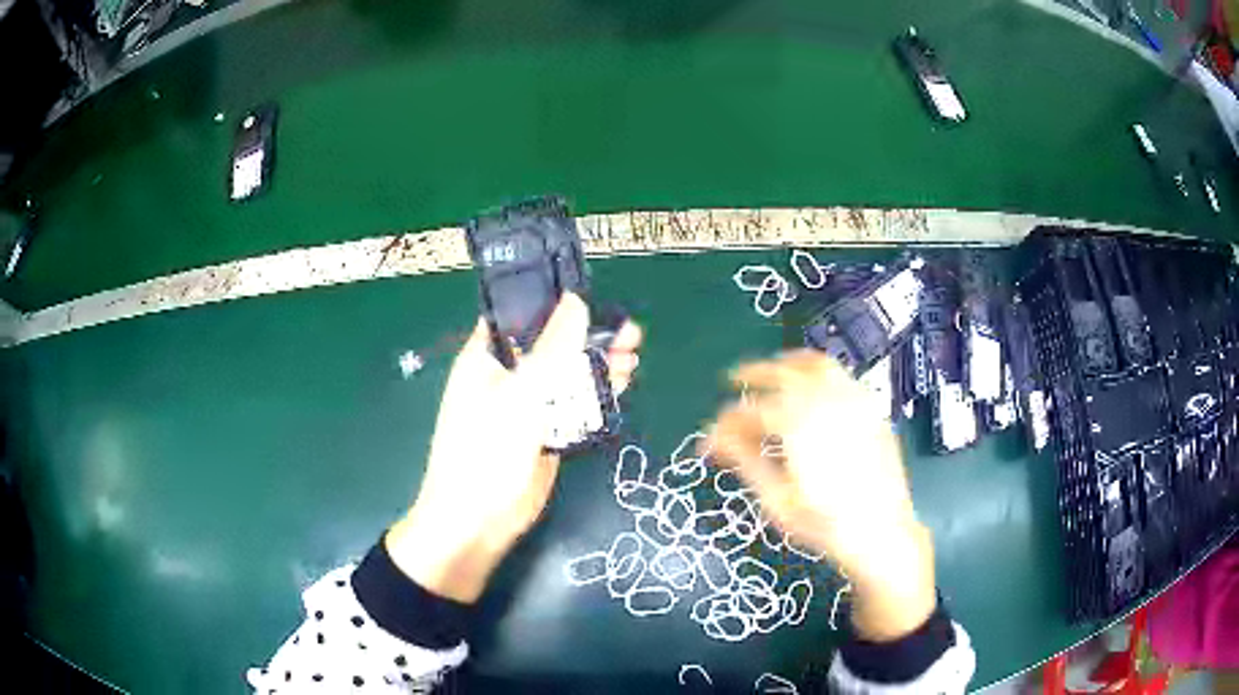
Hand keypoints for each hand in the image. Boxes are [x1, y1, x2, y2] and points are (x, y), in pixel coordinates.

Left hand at [387, 293, 641, 602]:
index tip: (596, 297)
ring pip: (569, 375)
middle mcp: (508, 375)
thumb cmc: (486, 451)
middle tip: (631, 332)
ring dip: (600, 364)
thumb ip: (552, 349)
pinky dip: (598, 394)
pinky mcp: (546, 432)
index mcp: (488, 356)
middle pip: (555, 344)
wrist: (477, 522)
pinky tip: (622, 384)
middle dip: (591, 336)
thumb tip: (577, 301)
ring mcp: (528, 405)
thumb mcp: (520, 395)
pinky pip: (575, 405)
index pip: (523, 314)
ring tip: (633, 357)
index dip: (558, 302)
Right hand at [705, 351, 935, 641]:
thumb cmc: (825, 524)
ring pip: (818, 364)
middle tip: (732, 379)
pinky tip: (811, 389)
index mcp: (799, 425)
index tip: (710, 437)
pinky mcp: (872, 410)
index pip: (753, 411)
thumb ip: (744, 461)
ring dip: (788, 362)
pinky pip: (843, 377)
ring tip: (772, 369)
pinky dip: (819, 373)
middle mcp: (827, 402)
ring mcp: (855, 402)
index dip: (726, 422)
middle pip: (784, 372)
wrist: (882, 533)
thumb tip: (713, 439)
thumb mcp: (777, 500)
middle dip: (754, 373)